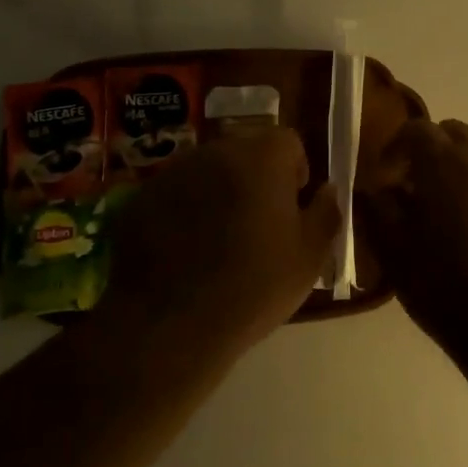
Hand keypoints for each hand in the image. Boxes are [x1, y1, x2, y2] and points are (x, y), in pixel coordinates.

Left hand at [97, 128, 341, 358]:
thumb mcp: (308, 258)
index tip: (292, 207)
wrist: (168, 325)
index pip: (287, 141)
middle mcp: (215, 152)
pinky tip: (183, 253)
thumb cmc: (252, 287)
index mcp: (261, 158)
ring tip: (217, 241)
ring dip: (218, 193)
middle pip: (245, 152)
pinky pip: (174, 194)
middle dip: (255, 179)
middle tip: (257, 225)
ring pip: (207, 172)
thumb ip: (326, 214)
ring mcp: (173, 173)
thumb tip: (328, 190)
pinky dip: (183, 211)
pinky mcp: (140, 198)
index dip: (294, 170)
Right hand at [359, 119, 467, 344]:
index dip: (396, 145)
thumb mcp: (393, 250)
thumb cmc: (444, 284)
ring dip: (460, 172)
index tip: (384, 174)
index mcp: (444, 162)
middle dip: (432, 150)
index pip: (416, 129)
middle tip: (415, 186)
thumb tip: (373, 190)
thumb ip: (376, 210)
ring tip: (447, 216)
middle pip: (454, 134)